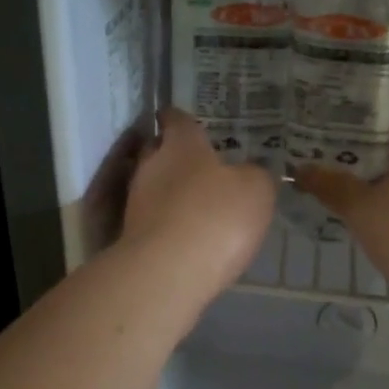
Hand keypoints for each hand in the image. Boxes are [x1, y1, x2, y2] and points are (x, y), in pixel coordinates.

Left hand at [122, 108, 275, 299]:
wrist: (169, 272)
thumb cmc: (217, 216)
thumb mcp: (256, 190)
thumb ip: (254, 176)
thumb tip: (249, 173)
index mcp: (181, 145)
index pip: (177, 120)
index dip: (179, 118)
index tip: (178, 117)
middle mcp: (152, 166)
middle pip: (157, 151)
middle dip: (171, 154)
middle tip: (193, 163)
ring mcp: (137, 203)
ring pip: (151, 186)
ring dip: (168, 192)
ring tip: (192, 203)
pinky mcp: (131, 237)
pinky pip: (152, 220)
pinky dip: (166, 222)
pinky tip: (184, 235)